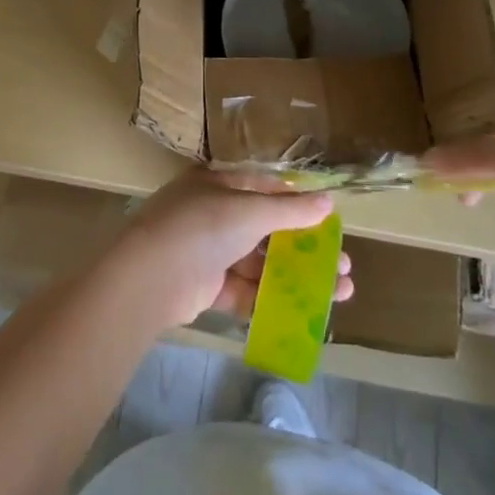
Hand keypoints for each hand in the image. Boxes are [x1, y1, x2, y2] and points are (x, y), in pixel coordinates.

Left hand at [107, 168, 353, 328]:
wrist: (151, 275)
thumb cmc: (202, 226)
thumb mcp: (251, 210)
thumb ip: (290, 210)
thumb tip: (328, 201)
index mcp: (217, 184)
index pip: (263, 188)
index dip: (297, 202)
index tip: (328, 220)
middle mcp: (211, 214)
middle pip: (266, 229)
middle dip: (305, 247)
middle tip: (343, 264)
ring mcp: (208, 252)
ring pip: (260, 263)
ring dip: (296, 276)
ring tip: (338, 291)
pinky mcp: (206, 287)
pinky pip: (245, 290)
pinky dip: (273, 298)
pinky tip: (305, 311)